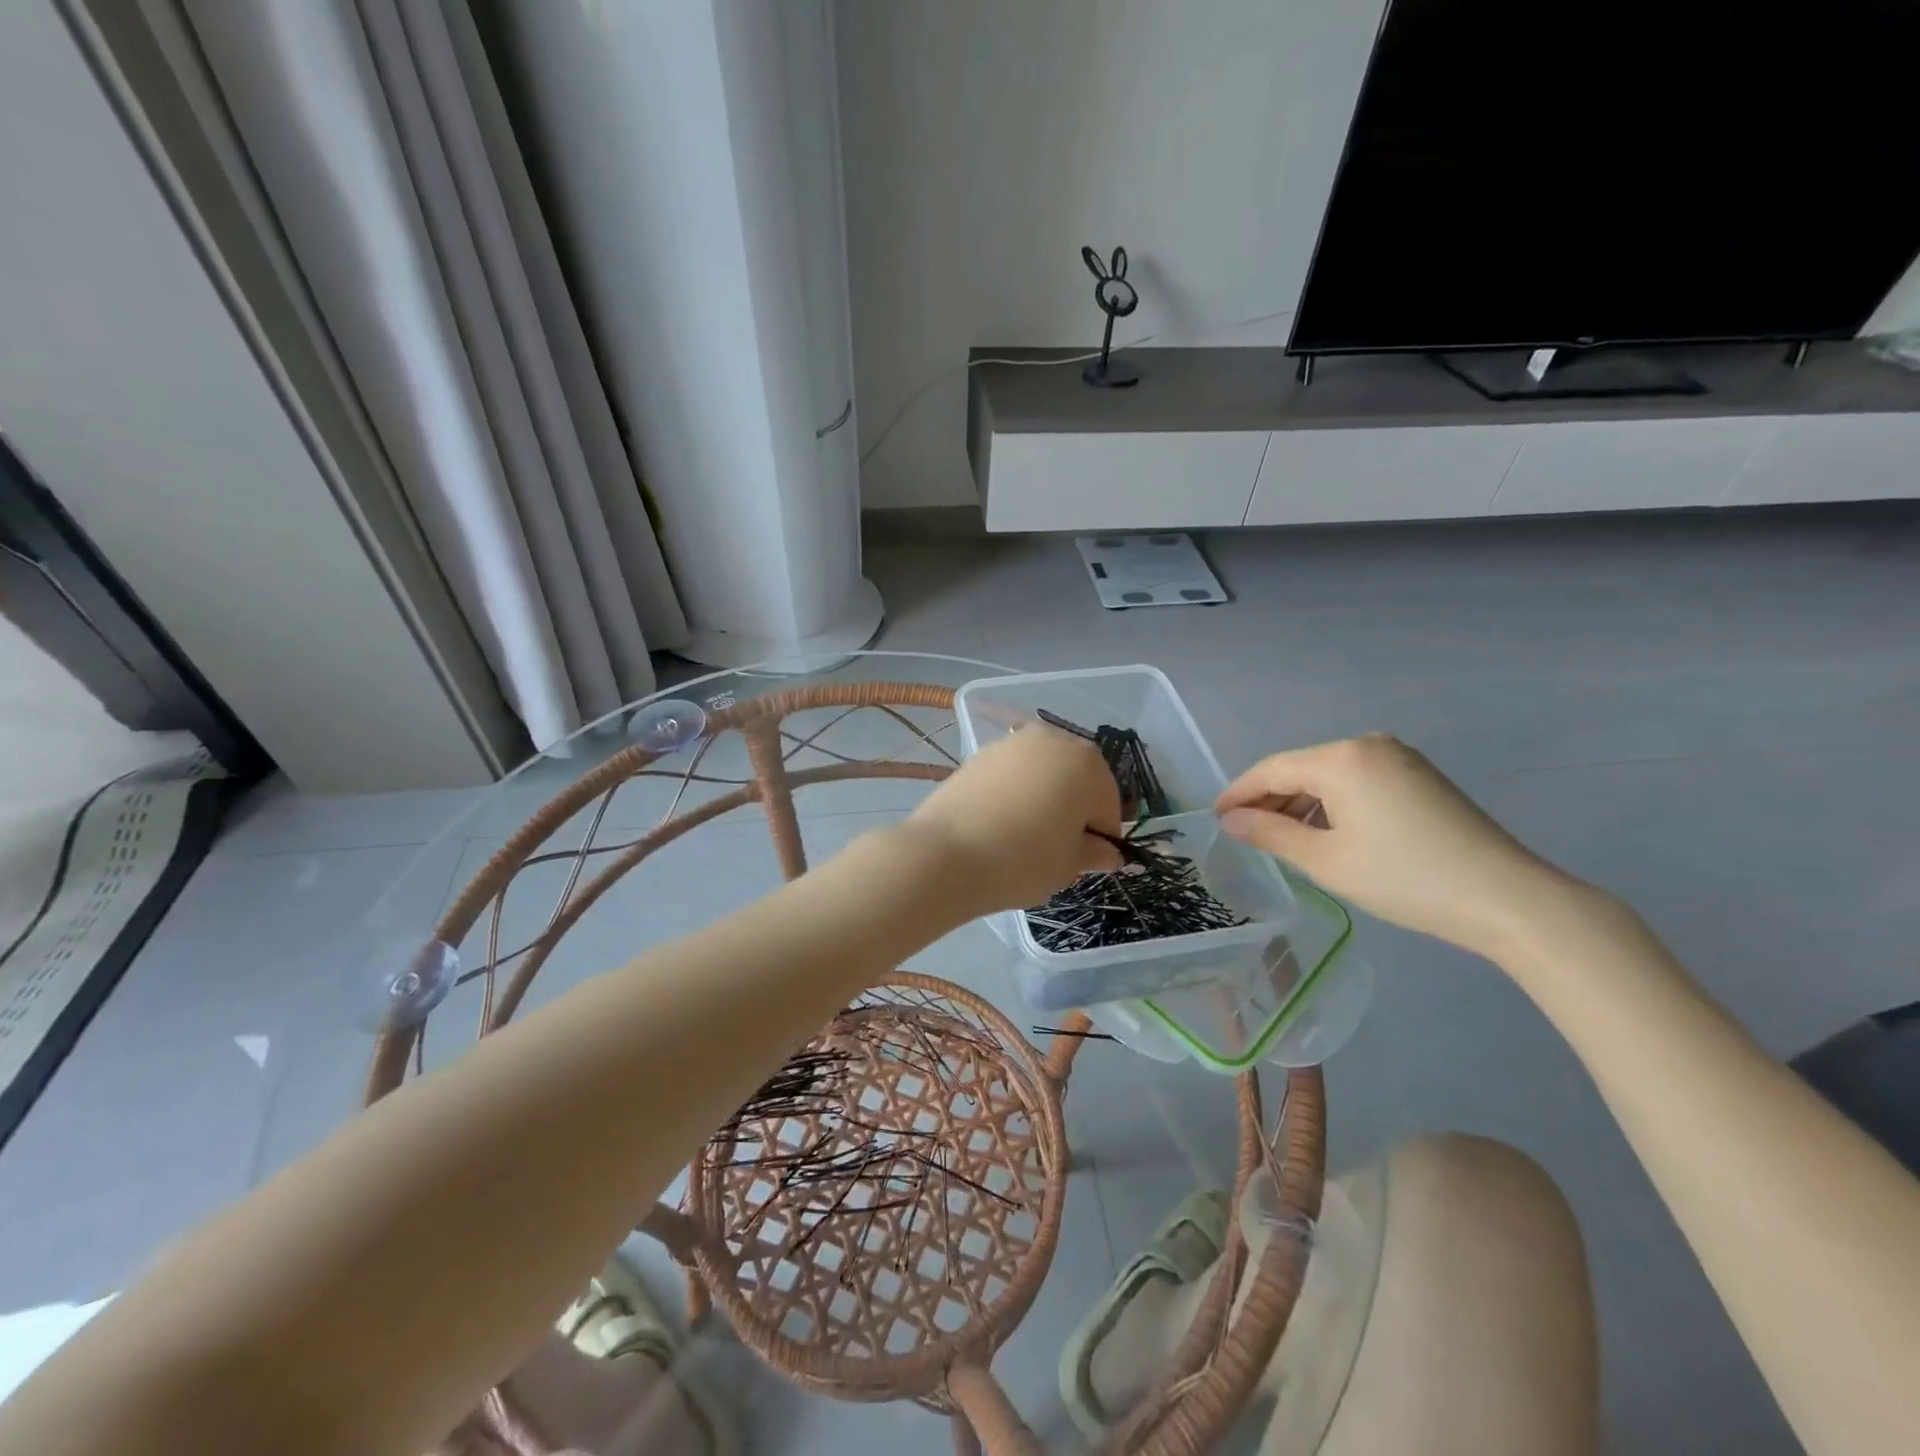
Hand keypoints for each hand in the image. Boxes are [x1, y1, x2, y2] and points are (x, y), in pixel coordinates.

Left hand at [905, 726, 1122, 914]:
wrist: (945, 854)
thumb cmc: (1023, 860)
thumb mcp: (1068, 865)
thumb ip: (1094, 853)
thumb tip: (1109, 853)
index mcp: (1088, 764)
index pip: (1107, 804)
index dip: (1101, 836)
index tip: (1086, 861)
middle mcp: (1054, 740)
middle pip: (1077, 779)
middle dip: (1074, 809)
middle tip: (1058, 847)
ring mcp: (1013, 743)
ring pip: (1044, 773)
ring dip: (1045, 797)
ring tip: (1027, 835)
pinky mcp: (981, 753)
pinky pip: (1013, 774)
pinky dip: (1016, 792)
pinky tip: (1001, 822)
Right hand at [1215, 735, 1576, 959]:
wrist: (1506, 898)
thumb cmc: (1404, 878)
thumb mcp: (1325, 860)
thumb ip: (1271, 833)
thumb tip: (1230, 819)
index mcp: (1341, 758)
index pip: (1272, 770)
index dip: (1239, 793)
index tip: (1214, 816)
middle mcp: (1367, 745)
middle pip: (1300, 768)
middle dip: (1269, 799)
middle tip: (1243, 831)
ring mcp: (1398, 757)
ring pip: (1329, 775)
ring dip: (1301, 803)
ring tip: (1280, 837)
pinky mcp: (1419, 775)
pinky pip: (1357, 780)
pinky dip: (1332, 803)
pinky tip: (1325, 831)